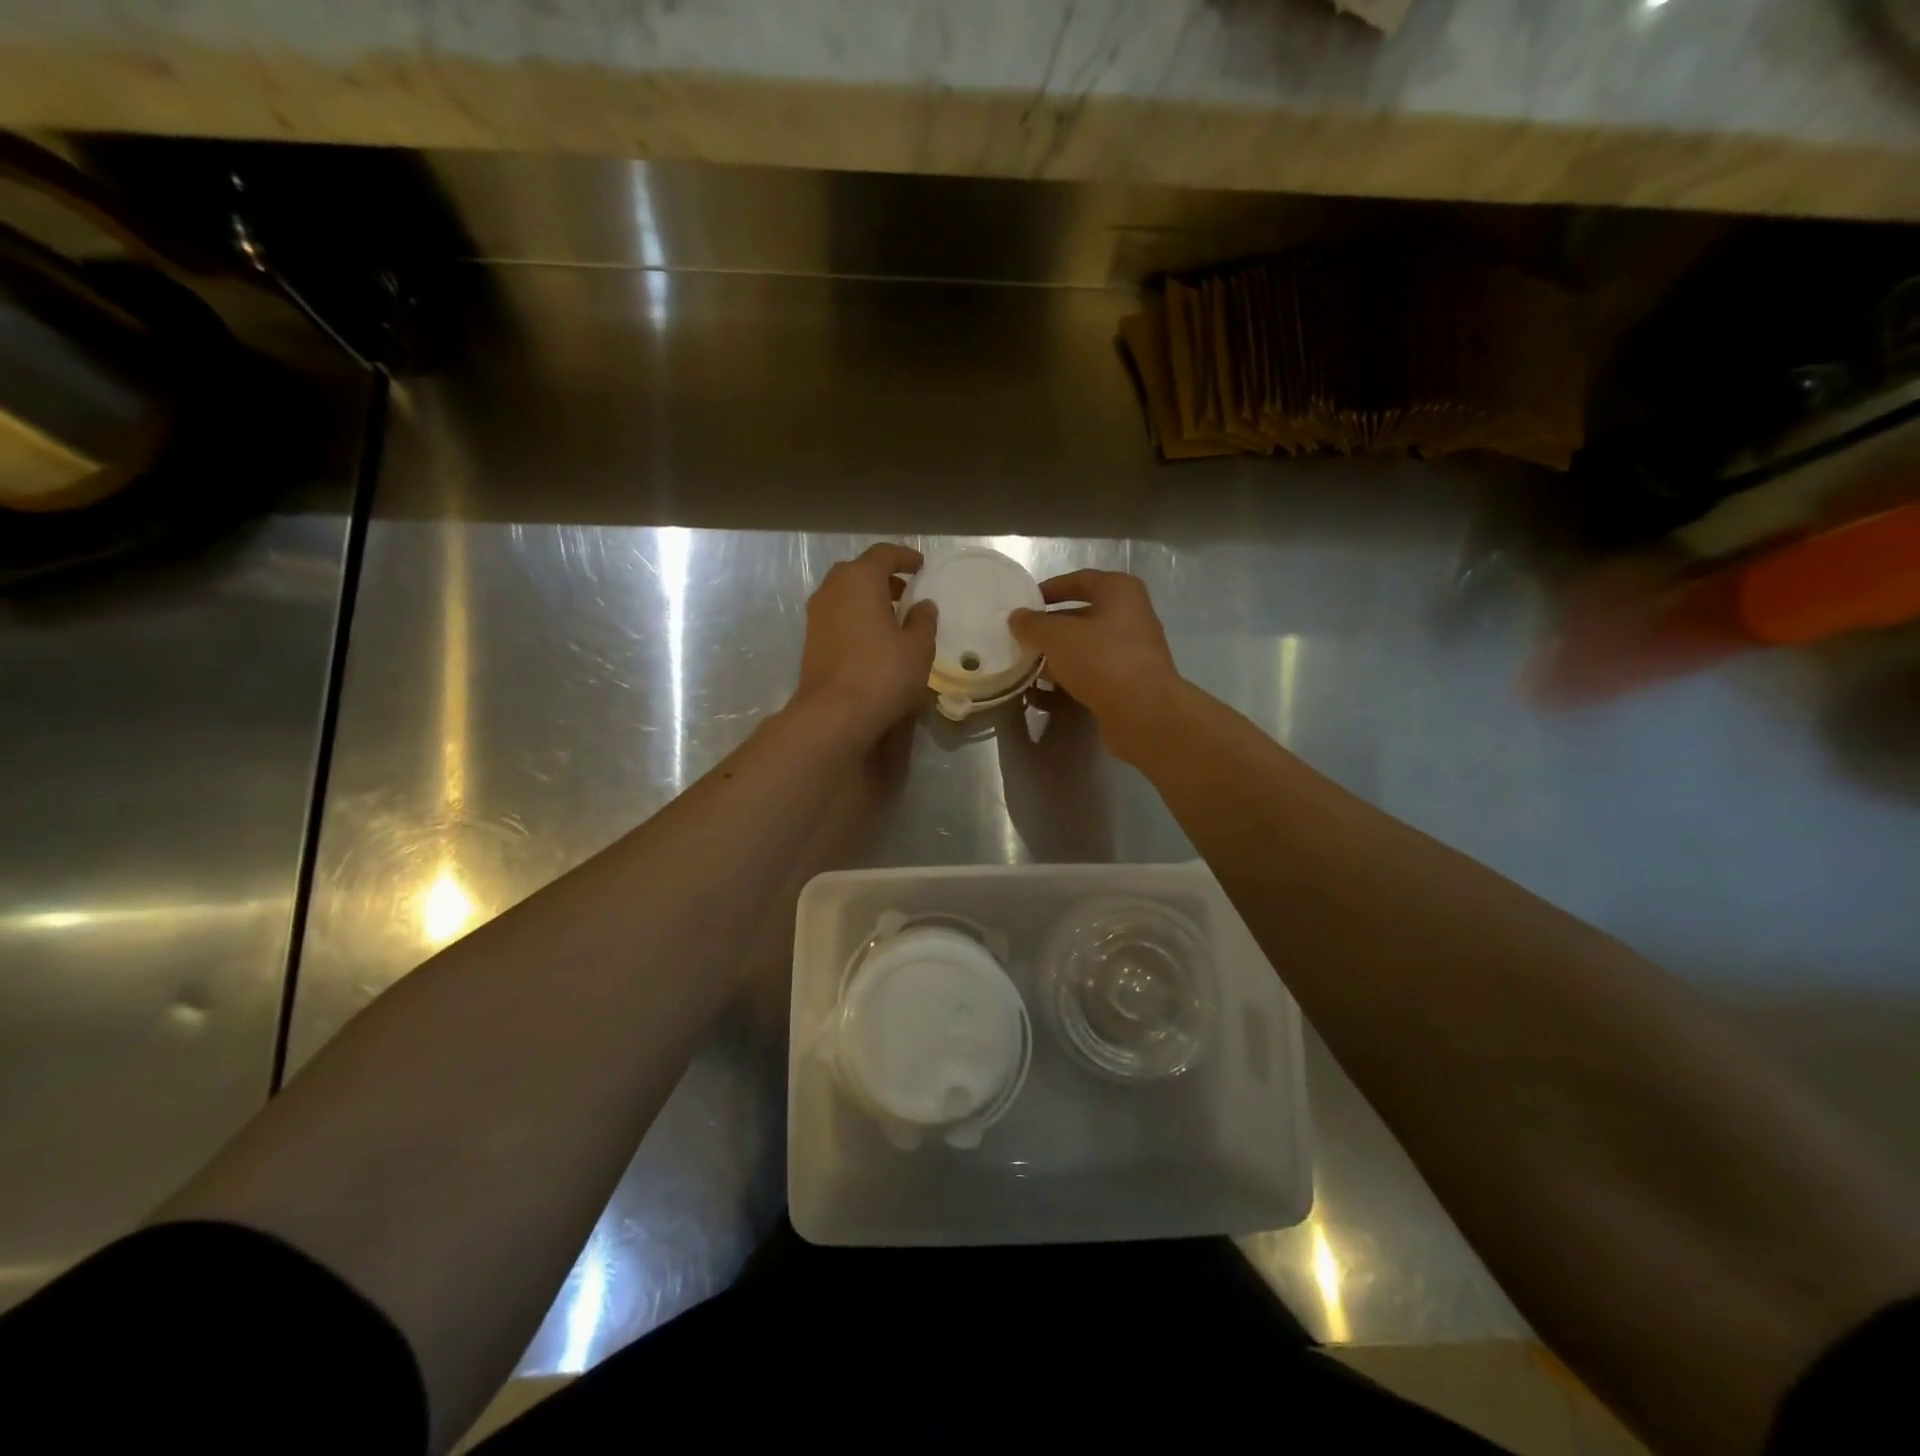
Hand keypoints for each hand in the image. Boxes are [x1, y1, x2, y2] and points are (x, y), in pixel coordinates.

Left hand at [795, 543, 936, 744]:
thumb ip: (923, 620)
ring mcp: (816, 616)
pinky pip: (837, 616)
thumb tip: (923, 605)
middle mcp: (832, 589)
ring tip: (892, 618)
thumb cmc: (883, 672)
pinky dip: (855, 618)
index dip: (905, 557)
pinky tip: (873, 640)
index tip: (921, 567)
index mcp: (859, 579)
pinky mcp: (811, 641)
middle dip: (883, 578)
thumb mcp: (918, 647)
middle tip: (906, 593)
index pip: (883, 554)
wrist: (835, 713)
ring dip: (867, 600)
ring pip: (845, 595)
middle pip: (858, 571)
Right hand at [1009, 570, 1179, 751]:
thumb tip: (1016, 617)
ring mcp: (1130, 652)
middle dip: (1050, 628)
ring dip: (1055, 657)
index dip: (1050, 589)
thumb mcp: (1057, 636)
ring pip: (1084, 648)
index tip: (1025, 602)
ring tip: (1025, 666)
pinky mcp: (1126, 683)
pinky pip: (1090, 675)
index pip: (1080, 580)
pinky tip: (1040, 694)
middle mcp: (1130, 617)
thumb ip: (1033, 624)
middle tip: (1020, 637)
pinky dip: (1067, 681)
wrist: (1143, 712)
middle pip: (1081, 616)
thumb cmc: (1101, 659)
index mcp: (1120, 592)